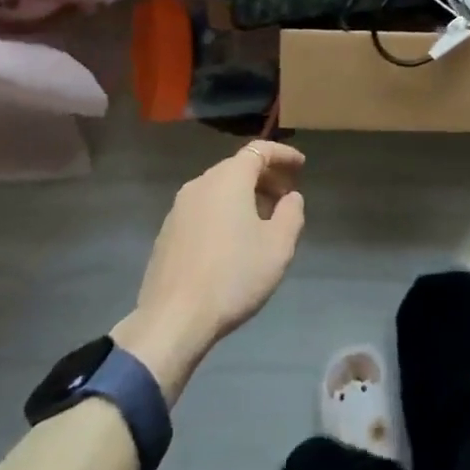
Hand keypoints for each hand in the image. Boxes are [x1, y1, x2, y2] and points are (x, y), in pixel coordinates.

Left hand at [112, 141, 305, 402]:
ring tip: (263, 221)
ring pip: (219, 189)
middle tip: (286, 197)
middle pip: (238, 168)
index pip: (259, 150)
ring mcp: (179, 207)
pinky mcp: (168, 232)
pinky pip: (203, 208)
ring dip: (244, 196)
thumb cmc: (233, 276)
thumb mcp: (278, 247)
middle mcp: (201, 183)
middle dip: (265, 177)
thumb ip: (291, 214)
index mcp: (228, 178)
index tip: (301, 166)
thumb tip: (291, 197)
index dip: (283, 155)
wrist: (173, 319)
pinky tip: (233, 241)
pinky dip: (224, 212)